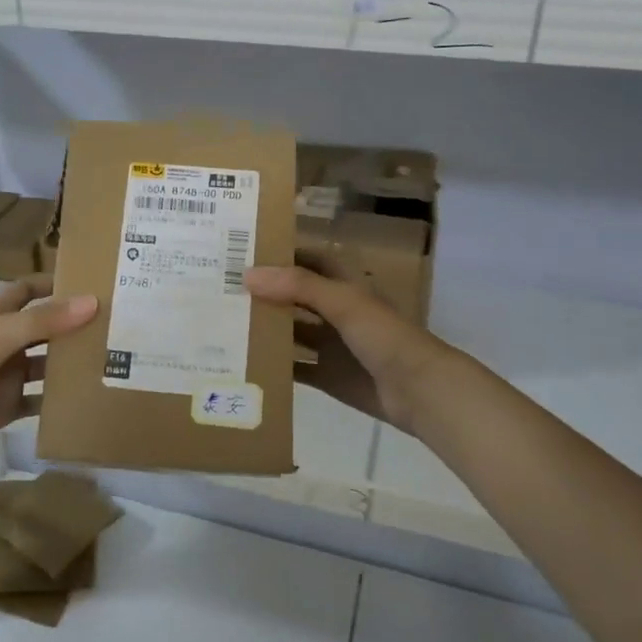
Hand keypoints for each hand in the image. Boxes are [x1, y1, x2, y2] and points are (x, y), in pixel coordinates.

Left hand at [0, 275, 97, 463]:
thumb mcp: (2, 332)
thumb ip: (46, 319)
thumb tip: (93, 302)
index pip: (28, 291)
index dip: (52, 284)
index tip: (88, 282)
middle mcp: (5, 343)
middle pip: (44, 329)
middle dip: (72, 326)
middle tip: (115, 324)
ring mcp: (8, 376)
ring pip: (46, 366)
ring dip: (71, 364)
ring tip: (112, 360)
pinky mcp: (9, 406)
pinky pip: (40, 403)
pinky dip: (59, 402)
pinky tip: (89, 398)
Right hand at [245, 259, 457, 438]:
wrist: (419, 390)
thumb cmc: (385, 335)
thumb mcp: (343, 301)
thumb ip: (297, 286)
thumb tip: (248, 274)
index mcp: (345, 285)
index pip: (308, 260)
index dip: (281, 254)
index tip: (242, 250)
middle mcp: (337, 311)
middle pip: (295, 297)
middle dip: (265, 293)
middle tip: (222, 289)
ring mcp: (332, 346)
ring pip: (292, 332)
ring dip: (266, 329)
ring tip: (224, 323)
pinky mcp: (329, 376)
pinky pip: (296, 369)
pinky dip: (275, 367)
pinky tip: (244, 364)